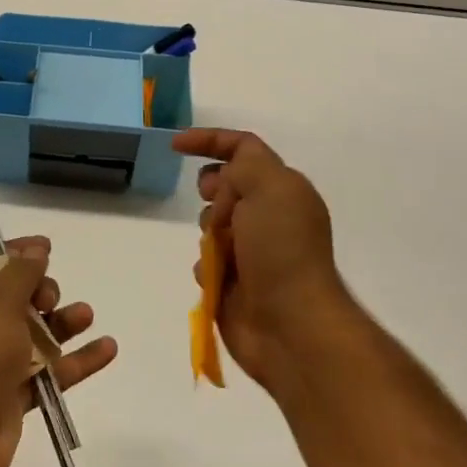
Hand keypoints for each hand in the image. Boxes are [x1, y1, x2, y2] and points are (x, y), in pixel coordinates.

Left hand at [0, 236, 117, 466]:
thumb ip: (22, 269)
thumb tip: (36, 248)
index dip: (17, 252)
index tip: (47, 248)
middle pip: (18, 296)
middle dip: (42, 290)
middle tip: (49, 299)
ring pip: (38, 333)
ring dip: (64, 322)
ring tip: (86, 315)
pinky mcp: (16, 393)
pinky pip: (53, 370)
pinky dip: (79, 360)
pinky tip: (108, 349)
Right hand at [173, 129, 354, 397]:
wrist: (291, 325)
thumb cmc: (281, 250)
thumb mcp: (270, 187)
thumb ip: (245, 163)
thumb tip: (224, 176)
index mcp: (284, 190)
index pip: (243, 149)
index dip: (209, 141)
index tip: (175, 145)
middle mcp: (269, 216)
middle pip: (224, 185)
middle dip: (212, 192)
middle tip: (217, 206)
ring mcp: (252, 251)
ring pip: (210, 224)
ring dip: (208, 231)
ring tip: (220, 250)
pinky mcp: (234, 282)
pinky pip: (205, 260)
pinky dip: (206, 264)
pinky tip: (215, 277)